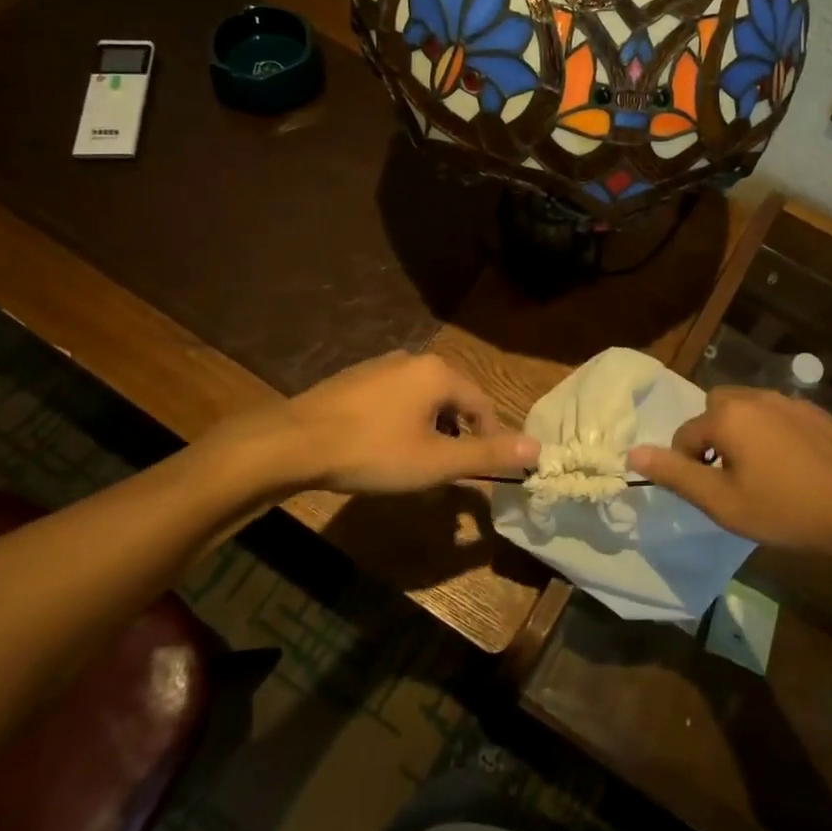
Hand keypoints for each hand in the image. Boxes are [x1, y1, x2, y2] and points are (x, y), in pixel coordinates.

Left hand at [276, 352, 539, 494]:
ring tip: (419, 464)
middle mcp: (413, 359)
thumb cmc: (373, 451)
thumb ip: (487, 454)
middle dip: (458, 434)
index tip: (487, 469)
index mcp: (438, 373)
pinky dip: (402, 422)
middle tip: (451, 470)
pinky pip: (395, 399)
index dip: (490, 437)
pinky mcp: (355, 379)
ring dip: (430, 430)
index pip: (482, 403)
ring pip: (422, 399)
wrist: (294, 443)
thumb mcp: (436, 461)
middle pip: (452, 399)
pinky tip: (385, 448)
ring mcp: (380, 366)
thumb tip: (537, 448)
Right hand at [629, 387, 831, 557]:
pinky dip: (773, 433)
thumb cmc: (785, 510)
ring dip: (743, 432)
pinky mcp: (817, 413)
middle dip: (713, 437)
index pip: (686, 434)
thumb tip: (632, 452)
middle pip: (716, 409)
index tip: (709, 492)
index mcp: (728, 416)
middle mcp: (755, 397)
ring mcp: (790, 402)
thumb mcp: (722, 502)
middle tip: (730, 477)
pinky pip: (779, 415)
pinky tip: (792, 466)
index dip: (688, 464)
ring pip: (749, 408)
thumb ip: (676, 474)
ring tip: (760, 472)